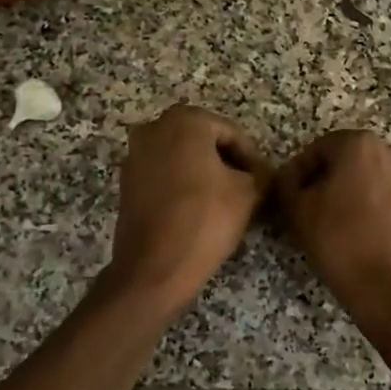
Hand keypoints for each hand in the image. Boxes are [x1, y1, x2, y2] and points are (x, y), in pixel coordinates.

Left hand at [105, 104, 270, 315]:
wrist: (154, 267)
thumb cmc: (205, 220)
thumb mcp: (248, 193)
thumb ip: (259, 174)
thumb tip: (260, 174)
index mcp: (185, 121)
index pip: (231, 134)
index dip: (252, 158)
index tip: (264, 181)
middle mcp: (154, 129)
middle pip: (203, 141)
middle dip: (226, 162)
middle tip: (248, 188)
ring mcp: (135, 155)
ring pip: (182, 157)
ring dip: (204, 173)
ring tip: (225, 200)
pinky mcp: (126, 182)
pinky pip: (164, 174)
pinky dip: (182, 184)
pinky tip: (198, 208)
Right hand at [276, 130, 390, 326]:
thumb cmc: (341, 241)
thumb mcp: (298, 210)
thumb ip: (286, 184)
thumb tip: (288, 179)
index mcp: (359, 143)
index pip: (316, 150)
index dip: (297, 173)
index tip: (287, 198)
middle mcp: (389, 151)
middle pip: (343, 161)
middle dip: (322, 182)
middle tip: (304, 211)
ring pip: (364, 179)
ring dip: (345, 194)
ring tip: (328, 224)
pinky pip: (383, 196)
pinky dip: (367, 207)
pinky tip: (355, 233)